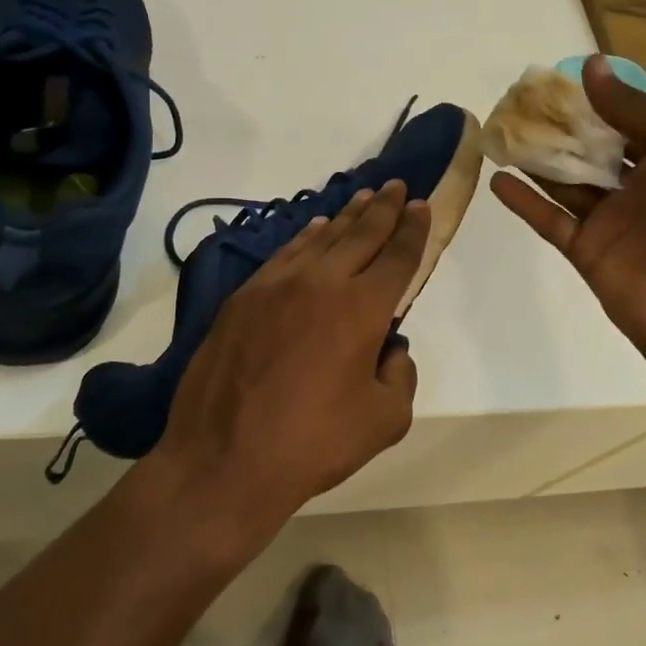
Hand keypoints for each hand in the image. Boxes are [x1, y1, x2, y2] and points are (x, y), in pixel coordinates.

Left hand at [152, 180, 428, 542]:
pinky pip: (284, 255)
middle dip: (383, 208)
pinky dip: (305, 238)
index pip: (397, 256)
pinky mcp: (243, 298)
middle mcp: (321, 283)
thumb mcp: (384, 420)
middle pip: (361, 234)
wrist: (224, 460)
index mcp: (362, 308)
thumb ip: (400, 376)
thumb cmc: (313, 443)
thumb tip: (389, 349)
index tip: (421, 206)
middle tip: (396, 186)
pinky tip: (315, 230)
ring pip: (321, 239)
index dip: (413, 229)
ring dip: (345, 217)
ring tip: (362, 198)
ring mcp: (276, 286)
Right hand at [490, 57, 645, 367]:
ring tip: (500, 132)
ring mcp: (610, 220)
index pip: (628, 121)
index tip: (556, 81)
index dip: (596, 101)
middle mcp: (639, 187)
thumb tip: (591, 67)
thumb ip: (636, 108)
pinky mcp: (585, 250)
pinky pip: (549, 219)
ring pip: (565, 182)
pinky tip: (497, 178)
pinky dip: (524, 201)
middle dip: (559, 128)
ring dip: (536, 158)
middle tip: (517, 104)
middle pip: (590, 150)